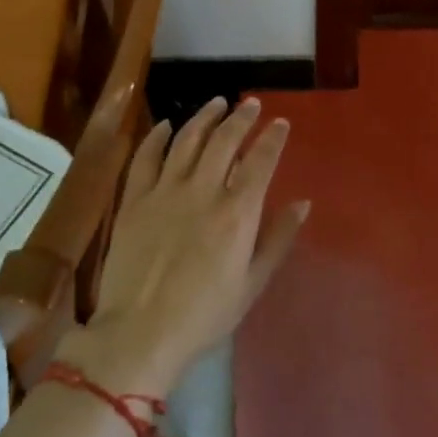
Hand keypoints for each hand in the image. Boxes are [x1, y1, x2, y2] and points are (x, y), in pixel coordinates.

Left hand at [63, 98, 307, 395]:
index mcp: (237, 212)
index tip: (281, 122)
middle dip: (241, 117)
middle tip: (250, 104)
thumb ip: (279, 238)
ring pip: (186, 140)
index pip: (260, 160)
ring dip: (204, 117)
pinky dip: (157, 137)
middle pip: (224, 141)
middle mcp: (203, 191)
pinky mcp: (133, 200)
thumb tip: (303, 203)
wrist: (140, 332)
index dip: (272, 137)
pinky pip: (145, 158)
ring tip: (217, 103)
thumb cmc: (205, 314)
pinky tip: (166, 125)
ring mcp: (164, 192)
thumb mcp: (253, 283)